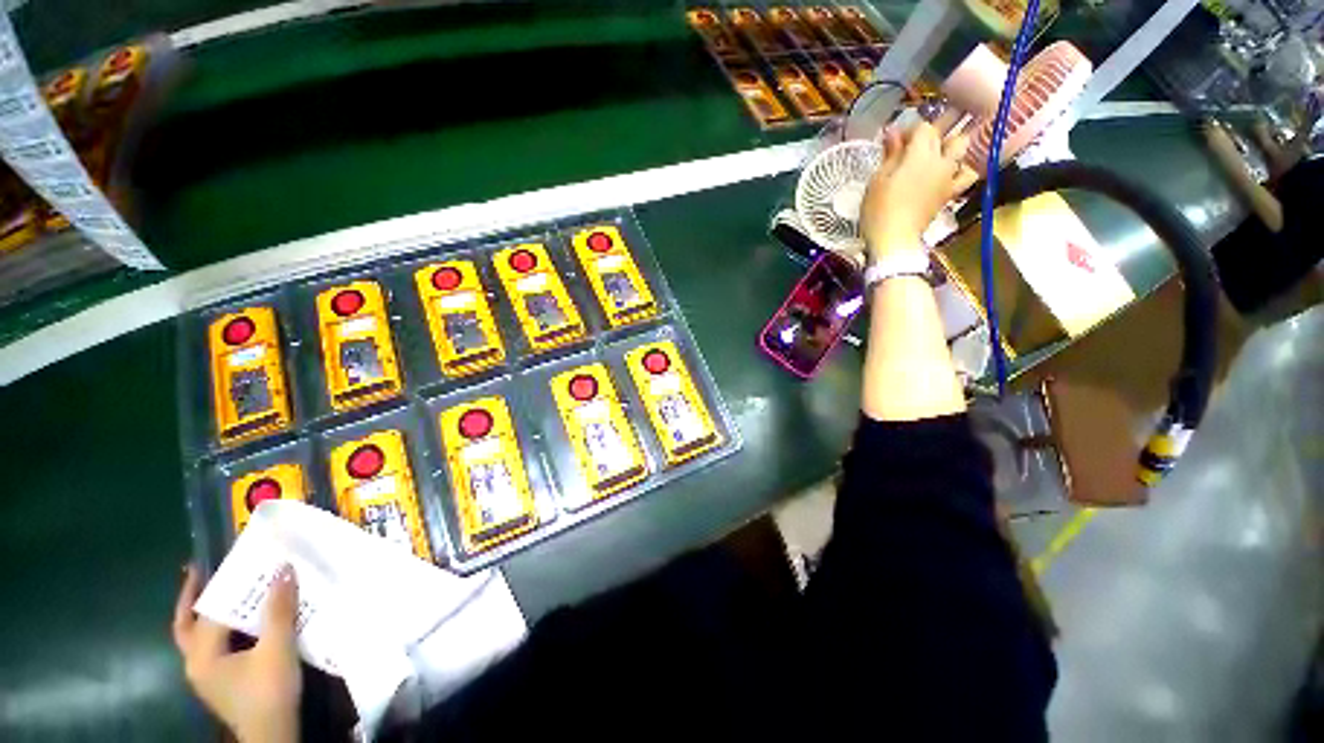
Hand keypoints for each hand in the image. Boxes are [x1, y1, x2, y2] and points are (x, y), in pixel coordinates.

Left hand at [173, 565, 301, 742]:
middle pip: (187, 626)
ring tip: (229, 593)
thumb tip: (283, 569)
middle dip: (193, 600)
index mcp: (201, 656)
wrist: (273, 735)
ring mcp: (208, 675)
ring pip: (200, 638)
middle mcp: (196, 664)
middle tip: (202, 573)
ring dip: (211, 615)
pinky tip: (243, 625)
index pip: (208, 612)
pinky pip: (216, 647)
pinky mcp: (222, 682)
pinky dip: (223, 630)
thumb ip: (278, 610)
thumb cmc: (269, 692)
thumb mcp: (278, 648)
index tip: (223, 560)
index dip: (220, 585)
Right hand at [859, 122, 978, 260]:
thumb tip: (893, 131)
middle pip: (944, 135)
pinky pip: (966, 175)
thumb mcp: (877, 181)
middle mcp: (940, 161)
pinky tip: (951, 172)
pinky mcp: (950, 194)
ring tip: (938, 154)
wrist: (894, 240)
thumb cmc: (879, 210)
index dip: (909, 131)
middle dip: (932, 135)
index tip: (894, 142)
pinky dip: (962, 169)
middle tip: (914, 146)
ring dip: (953, 146)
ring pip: (962, 149)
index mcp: (919, 154)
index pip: (923, 127)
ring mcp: (948, 177)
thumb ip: (890, 154)